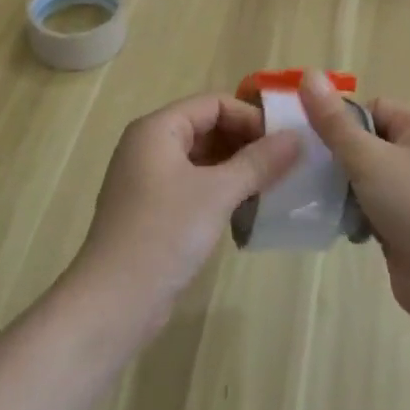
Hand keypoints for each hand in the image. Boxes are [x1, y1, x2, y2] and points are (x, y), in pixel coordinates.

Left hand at [71, 95, 300, 331]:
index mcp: (158, 129)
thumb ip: (259, 161)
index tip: (283, 142)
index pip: (214, 104)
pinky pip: (194, 185)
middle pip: (208, 128)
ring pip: (203, 159)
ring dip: (237, 168)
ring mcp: (148, 180)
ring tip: (271, 186)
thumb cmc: (164, 234)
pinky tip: (246, 209)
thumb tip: (298, 137)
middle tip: (283, 164)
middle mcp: (149, 146)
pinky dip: (221, 190)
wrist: (112, 305)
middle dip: (246, 143)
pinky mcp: (152, 211)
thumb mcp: (218, 193)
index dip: (250, 117)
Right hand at [296, 71, 409, 329]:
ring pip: (365, 179)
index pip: (373, 108)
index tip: (312, 135)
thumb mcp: (368, 158)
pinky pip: (369, 210)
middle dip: (337, 155)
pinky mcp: (403, 229)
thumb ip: (334, 123)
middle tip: (303, 167)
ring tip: (312, 196)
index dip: (343, 117)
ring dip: (341, 188)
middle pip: (366, 143)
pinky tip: (335, 225)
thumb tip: (308, 75)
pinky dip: (353, 216)